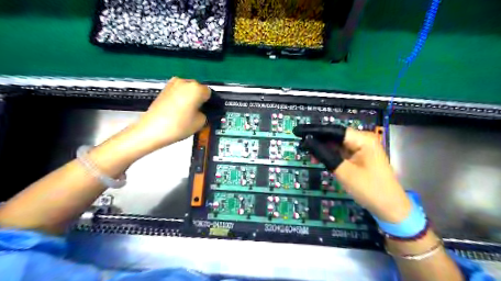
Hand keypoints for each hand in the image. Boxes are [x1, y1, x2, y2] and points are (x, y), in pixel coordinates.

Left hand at [131, 75, 209, 150]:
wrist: (152, 129)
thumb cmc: (179, 126)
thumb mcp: (200, 122)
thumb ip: (206, 114)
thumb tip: (204, 111)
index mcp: (196, 88)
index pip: (210, 93)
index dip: (211, 103)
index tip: (210, 111)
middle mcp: (185, 82)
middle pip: (198, 89)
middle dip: (200, 99)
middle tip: (199, 112)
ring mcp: (172, 84)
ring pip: (188, 90)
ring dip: (190, 98)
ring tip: (188, 112)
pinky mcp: (164, 89)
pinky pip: (179, 92)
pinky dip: (181, 98)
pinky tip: (179, 110)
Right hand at [295, 127, 407, 222]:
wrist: (390, 208)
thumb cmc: (369, 189)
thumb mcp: (344, 172)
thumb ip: (325, 154)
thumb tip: (308, 142)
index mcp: (363, 139)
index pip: (334, 130)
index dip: (315, 131)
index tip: (298, 131)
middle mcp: (363, 140)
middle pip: (335, 136)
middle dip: (317, 139)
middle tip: (299, 143)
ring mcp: (361, 149)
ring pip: (336, 144)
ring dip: (322, 147)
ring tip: (305, 150)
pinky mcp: (359, 157)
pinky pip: (340, 152)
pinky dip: (329, 154)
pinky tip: (318, 156)